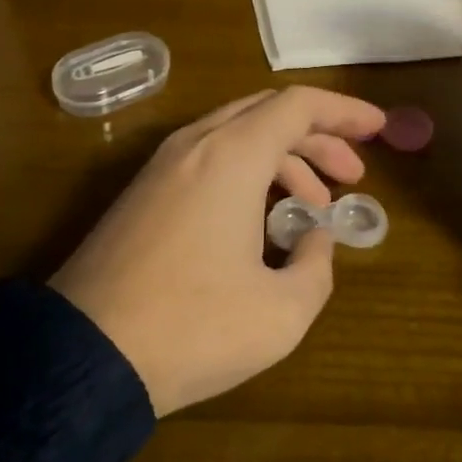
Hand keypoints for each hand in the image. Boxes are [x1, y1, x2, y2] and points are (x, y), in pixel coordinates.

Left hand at [49, 87, 386, 416]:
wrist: (83, 357)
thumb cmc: (192, 327)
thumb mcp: (281, 311)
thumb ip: (316, 265)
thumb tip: (313, 237)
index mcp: (233, 154)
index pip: (299, 105)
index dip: (345, 112)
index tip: (379, 130)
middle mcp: (197, 143)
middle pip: (269, 114)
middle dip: (318, 138)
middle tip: (352, 176)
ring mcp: (163, 165)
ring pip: (238, 135)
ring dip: (283, 159)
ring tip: (313, 209)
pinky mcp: (143, 192)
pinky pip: (209, 159)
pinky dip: (248, 173)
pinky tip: (261, 222)